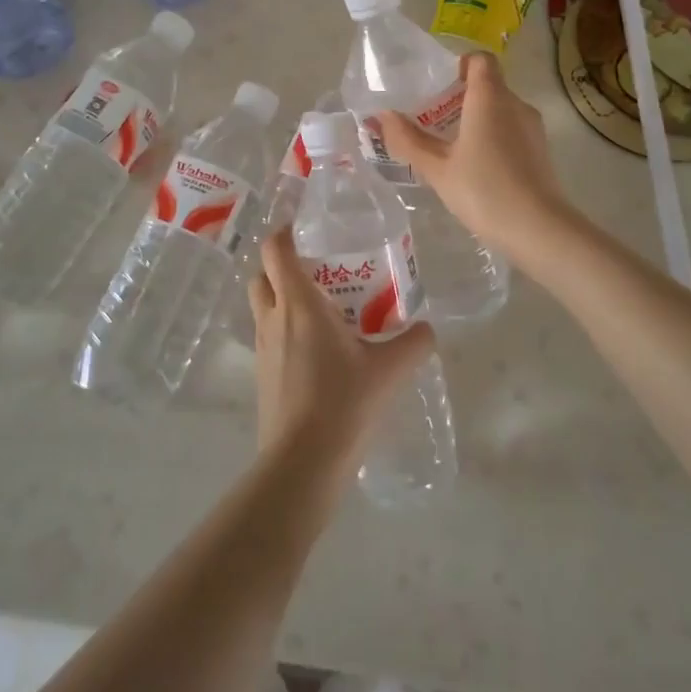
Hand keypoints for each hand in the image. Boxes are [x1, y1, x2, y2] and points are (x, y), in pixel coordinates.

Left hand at [248, 226, 436, 481]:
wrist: (302, 461)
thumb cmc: (342, 403)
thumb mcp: (387, 371)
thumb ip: (412, 344)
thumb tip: (428, 329)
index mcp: (298, 303)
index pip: (275, 250)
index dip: (284, 233)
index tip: (304, 229)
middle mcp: (273, 318)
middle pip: (262, 275)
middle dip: (280, 266)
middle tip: (315, 270)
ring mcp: (262, 347)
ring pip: (262, 306)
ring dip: (280, 298)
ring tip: (319, 308)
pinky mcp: (262, 374)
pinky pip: (268, 336)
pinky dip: (283, 329)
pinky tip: (315, 349)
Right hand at [372, 53, 573, 268]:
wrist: (538, 229)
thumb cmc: (483, 190)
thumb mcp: (437, 168)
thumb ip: (407, 139)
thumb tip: (381, 116)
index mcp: (490, 97)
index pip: (480, 60)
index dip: (460, 65)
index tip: (439, 87)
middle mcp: (515, 104)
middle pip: (489, 85)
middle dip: (461, 97)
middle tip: (433, 121)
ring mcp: (533, 128)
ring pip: (501, 109)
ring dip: (477, 119)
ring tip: (450, 147)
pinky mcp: (541, 151)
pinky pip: (512, 130)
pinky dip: (493, 137)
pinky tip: (476, 167)